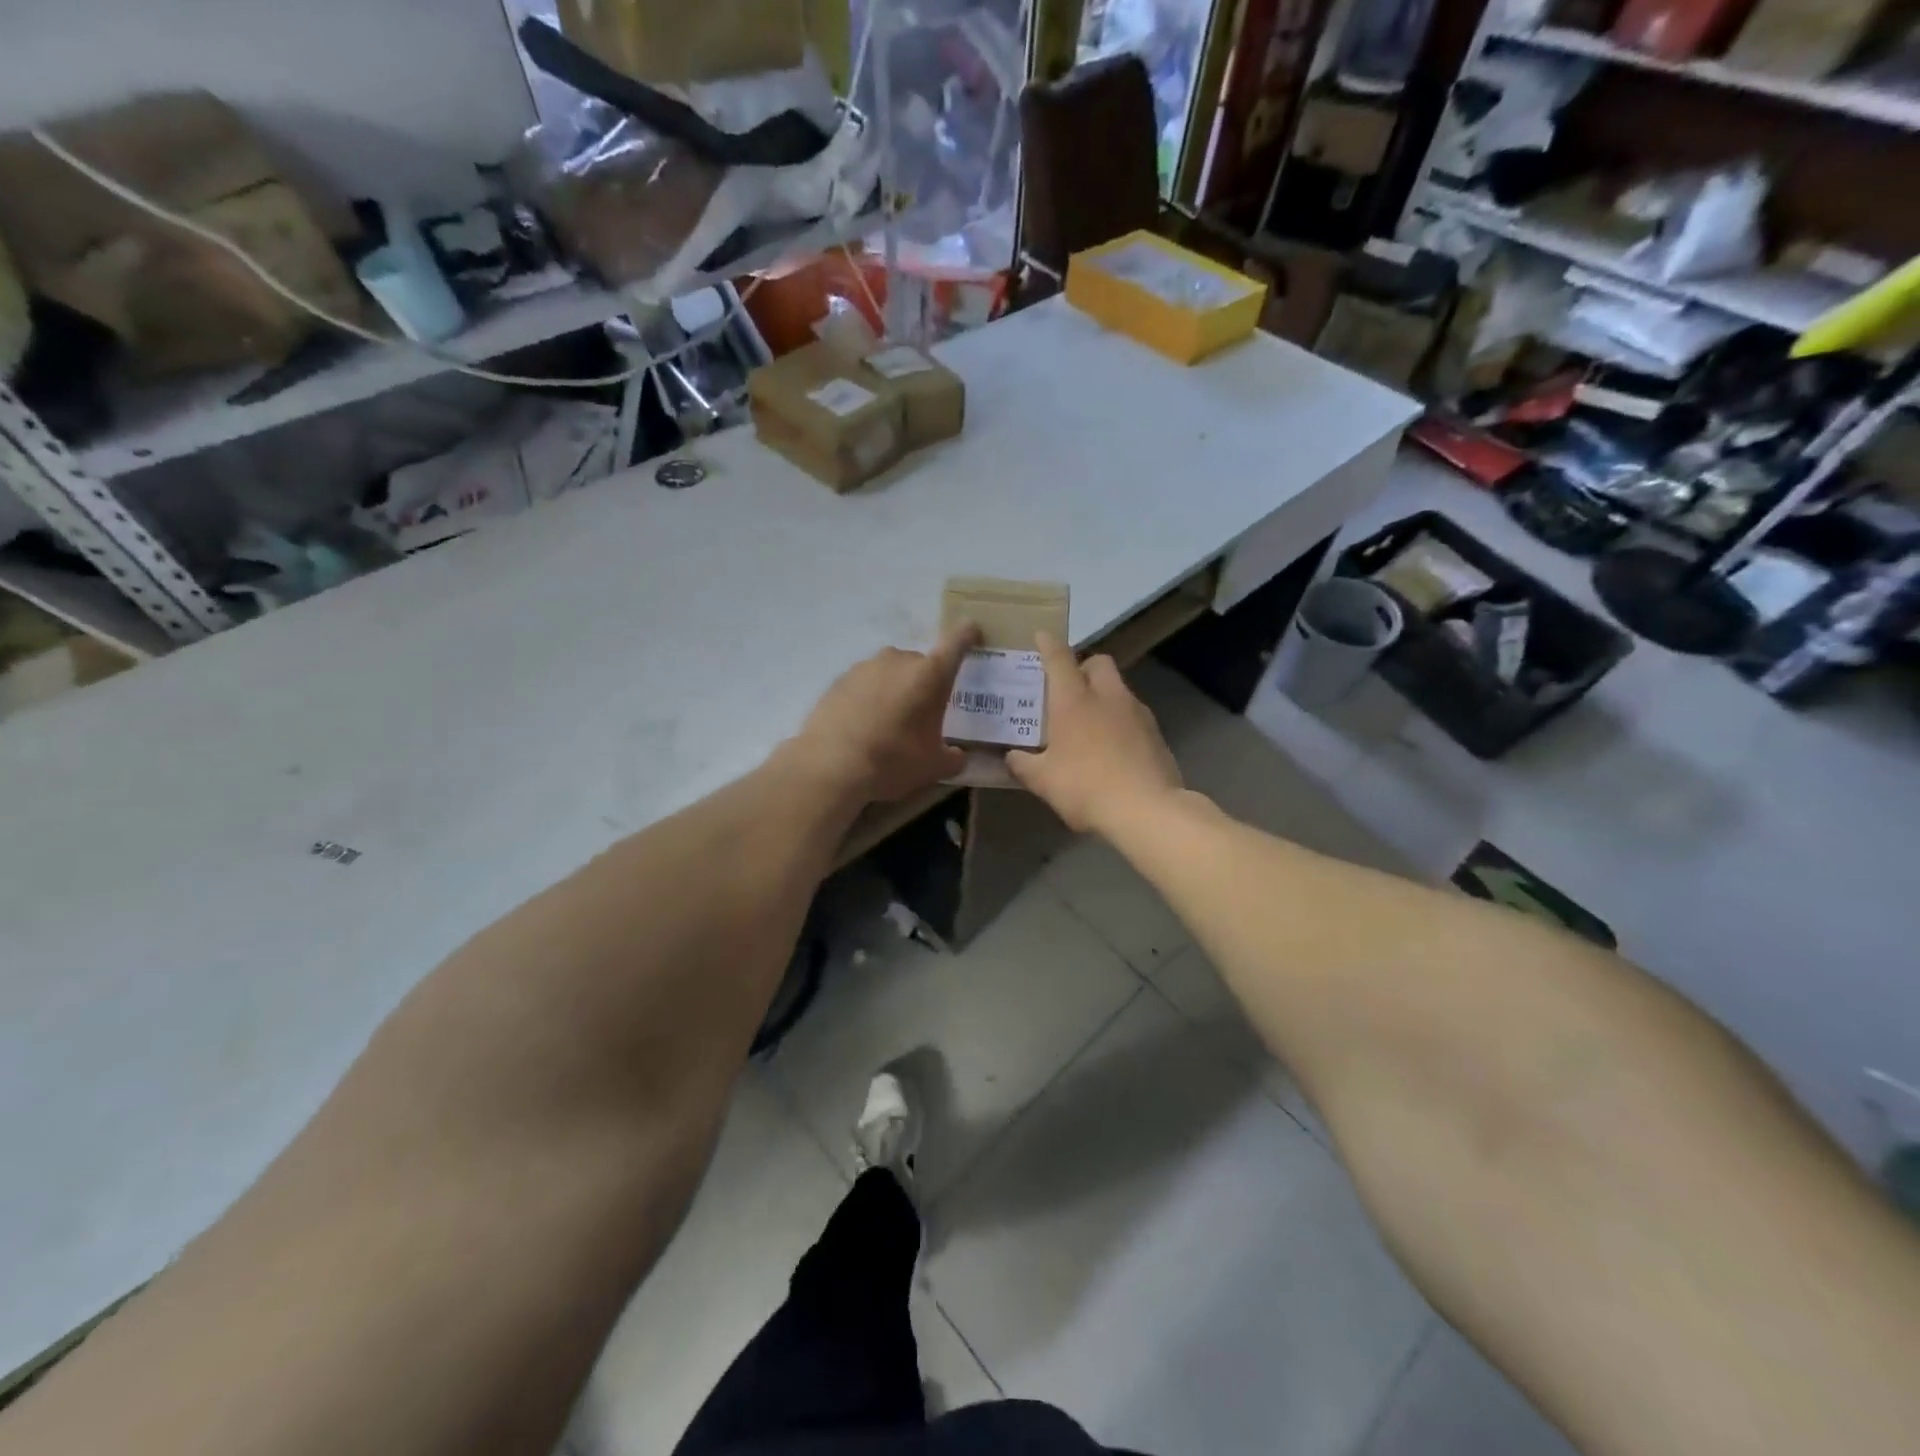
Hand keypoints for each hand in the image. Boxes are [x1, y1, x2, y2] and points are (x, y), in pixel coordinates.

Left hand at [791, 623, 981, 802]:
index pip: (956, 641)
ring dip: (896, 689)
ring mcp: (865, 667)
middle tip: (924, 712)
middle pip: (920, 663)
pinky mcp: (839, 680)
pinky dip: (870, 698)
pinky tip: (864, 725)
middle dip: (925, 682)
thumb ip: (953, 758)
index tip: (972, 633)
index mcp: (930, 674)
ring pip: (890, 672)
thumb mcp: (934, 767)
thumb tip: (958, 756)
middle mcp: (898, 660)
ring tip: (891, 722)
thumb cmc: (893, 761)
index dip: (967, 634)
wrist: (830, 766)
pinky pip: (865, 684)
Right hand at [1007, 633, 1183, 834]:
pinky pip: (1133, 714)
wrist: (1146, 810)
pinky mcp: (1156, 733)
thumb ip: (1023, 764)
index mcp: (1074, 700)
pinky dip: (1120, 720)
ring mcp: (1136, 712)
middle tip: (1068, 689)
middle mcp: (1107, 696)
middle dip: (1083, 667)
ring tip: (1089, 722)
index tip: (1041, 636)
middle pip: (1098, 662)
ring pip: (1118, 688)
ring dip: (1103, 695)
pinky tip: (1112, 746)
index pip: (1059, 658)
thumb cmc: (1085, 787)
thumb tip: (1012, 756)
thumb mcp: (1042, 781)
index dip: (1048, 644)